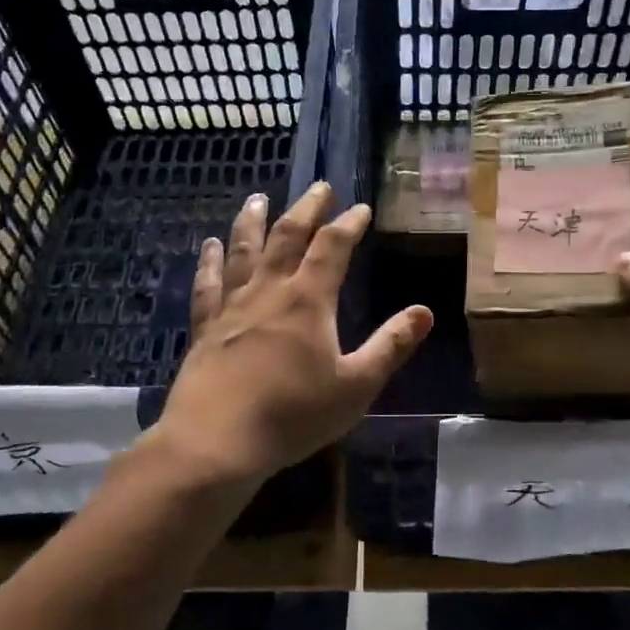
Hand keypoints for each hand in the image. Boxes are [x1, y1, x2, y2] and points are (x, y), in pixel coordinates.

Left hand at [157, 182, 432, 482]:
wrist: (217, 443)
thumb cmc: (293, 415)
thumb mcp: (355, 385)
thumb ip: (390, 346)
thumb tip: (424, 311)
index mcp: (308, 300)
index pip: (333, 247)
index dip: (349, 224)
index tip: (361, 208)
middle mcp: (269, 291)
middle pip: (288, 235)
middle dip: (306, 208)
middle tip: (318, 186)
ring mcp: (233, 307)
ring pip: (244, 250)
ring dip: (253, 220)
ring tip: (258, 198)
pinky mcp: (206, 328)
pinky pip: (208, 284)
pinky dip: (210, 261)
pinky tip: (209, 246)